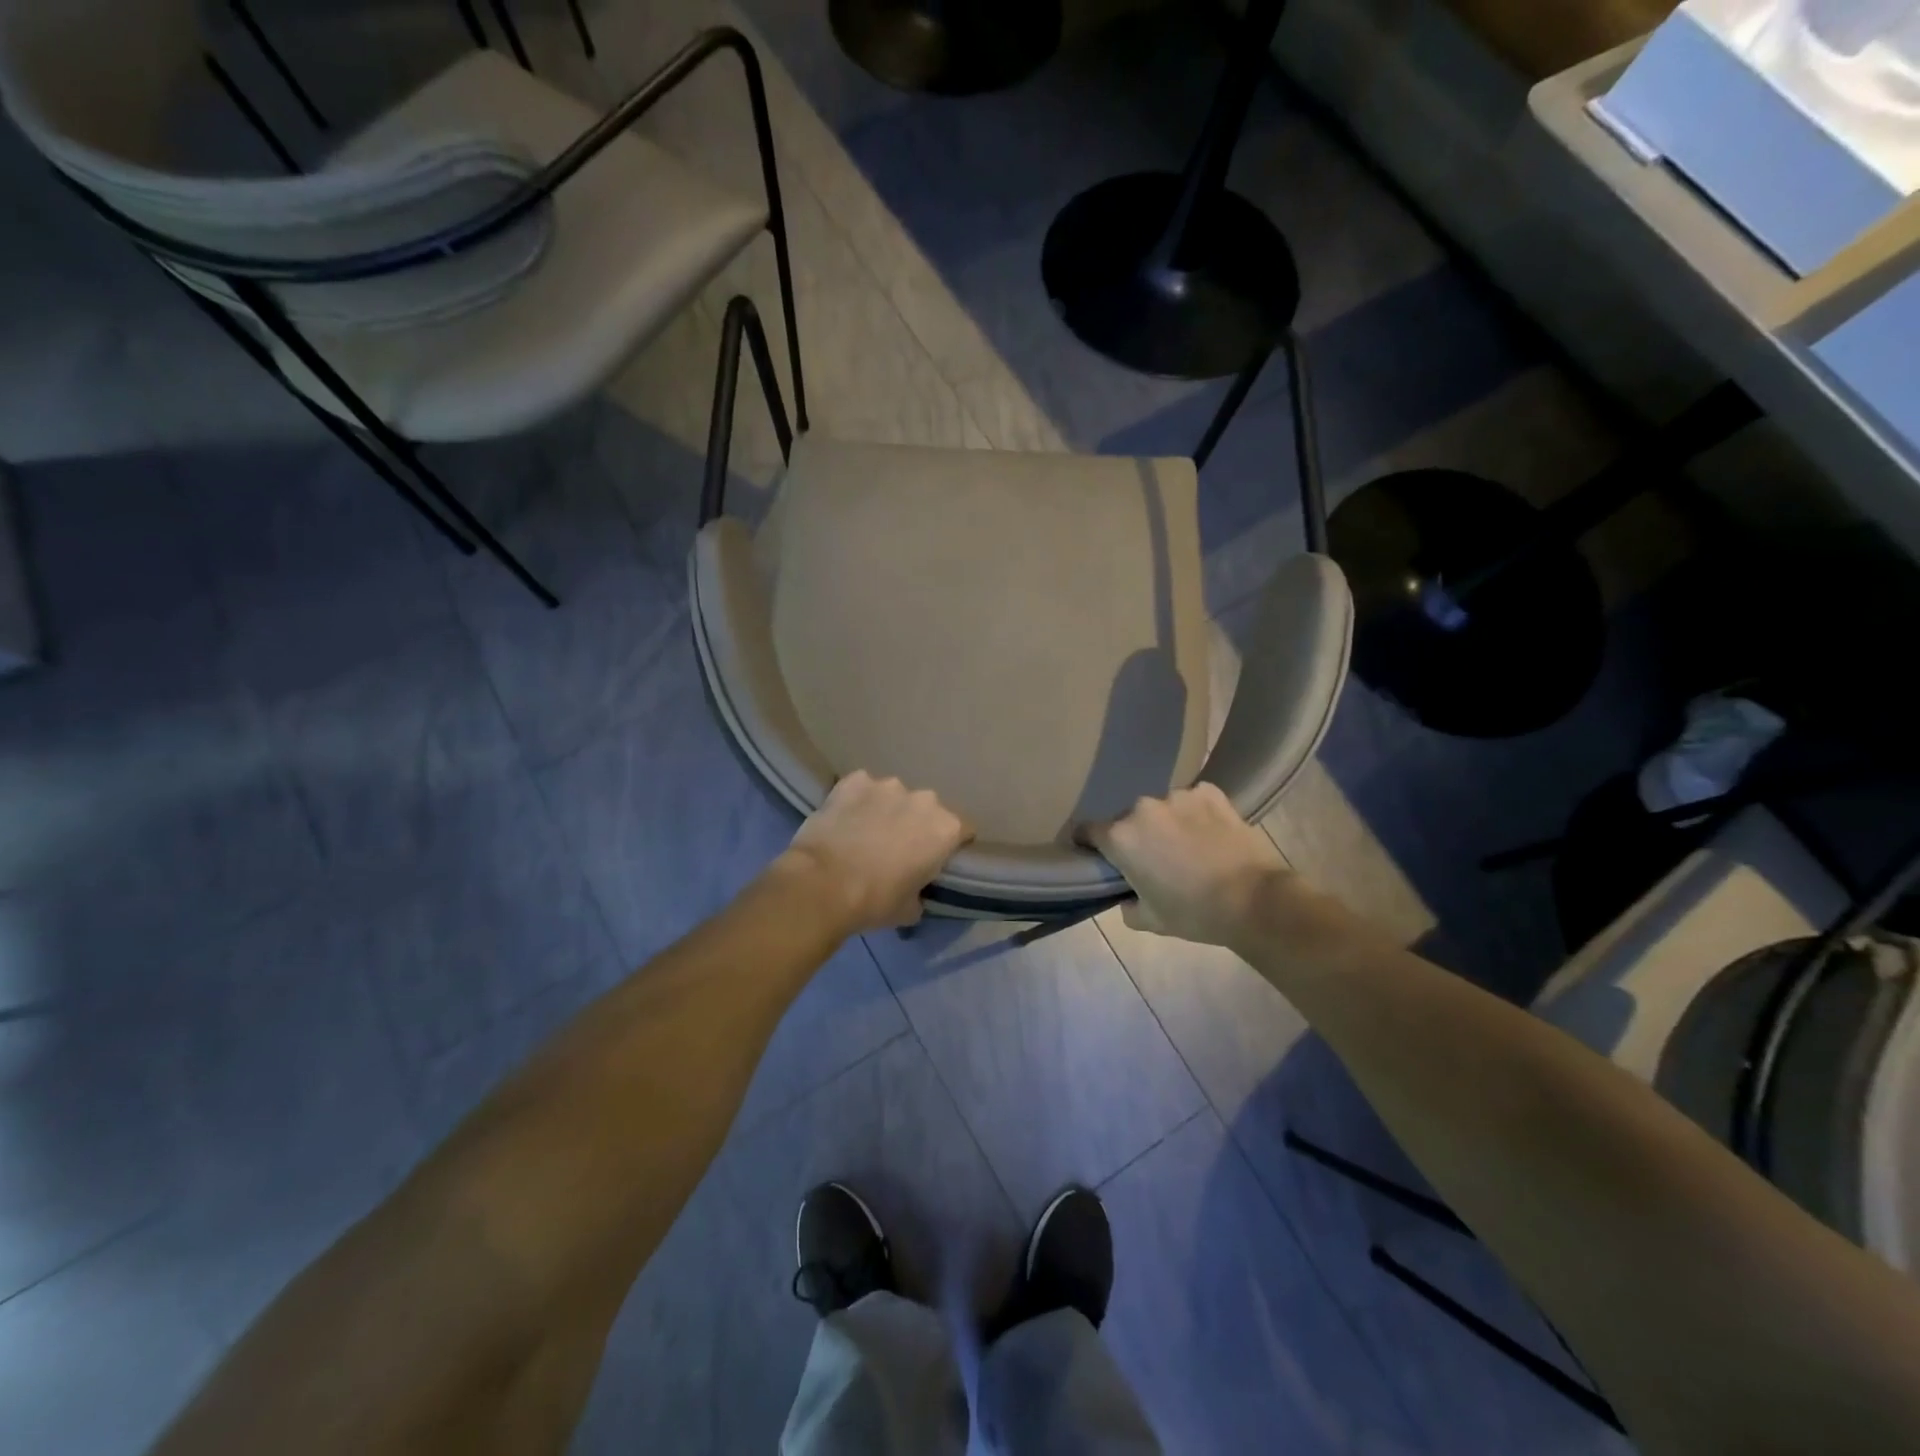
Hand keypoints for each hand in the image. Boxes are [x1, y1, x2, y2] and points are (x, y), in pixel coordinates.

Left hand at [779, 772, 972, 933]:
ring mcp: (887, 785)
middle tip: (897, 848)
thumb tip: (914, 890)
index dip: (951, 845)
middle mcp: (923, 799)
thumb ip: (921, 890)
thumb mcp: (910, 909)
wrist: (822, 884)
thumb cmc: (875, 901)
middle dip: (917, 824)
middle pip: (928, 810)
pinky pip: (862, 788)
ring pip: (894, 796)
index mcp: (946, 828)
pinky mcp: (854, 780)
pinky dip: (857, 801)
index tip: (936, 860)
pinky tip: (844, 820)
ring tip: (865, 832)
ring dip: (886, 810)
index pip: (964, 830)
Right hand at [1086, 784, 1291, 949]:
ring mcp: (1178, 795)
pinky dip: (1196, 814)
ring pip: (1161, 809)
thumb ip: (1126, 904)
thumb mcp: (1149, 919)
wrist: (1255, 900)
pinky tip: (1210, 833)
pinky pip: (1192, 801)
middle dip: (1135, 836)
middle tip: (1154, 859)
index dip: (1087, 843)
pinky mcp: (1209, 792)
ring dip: (1166, 823)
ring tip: (1188, 846)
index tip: (1096, 855)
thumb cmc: (1194, 913)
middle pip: (1127, 819)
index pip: (1086, 830)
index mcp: (1121, 837)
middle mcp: (1143, 808)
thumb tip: (1127, 894)